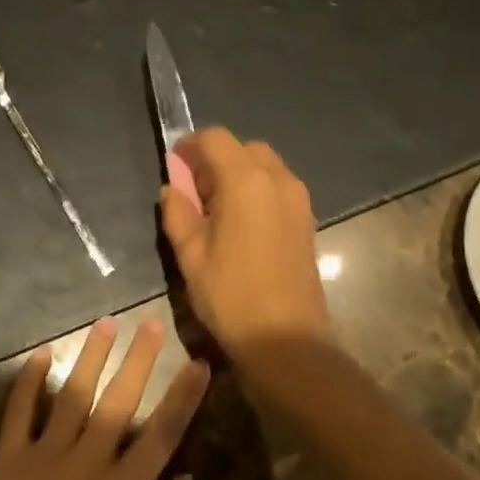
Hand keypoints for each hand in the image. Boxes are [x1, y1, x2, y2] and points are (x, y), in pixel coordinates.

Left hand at [0, 317, 209, 479]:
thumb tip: (189, 478)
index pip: (164, 431)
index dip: (184, 396)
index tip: (199, 363)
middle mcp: (89, 462)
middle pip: (120, 400)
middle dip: (140, 359)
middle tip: (151, 324)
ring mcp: (46, 457)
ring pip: (74, 394)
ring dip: (91, 357)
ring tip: (106, 324)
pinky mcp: (9, 462)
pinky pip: (19, 413)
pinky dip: (28, 382)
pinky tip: (41, 354)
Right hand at [159, 128, 331, 360]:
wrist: (288, 340)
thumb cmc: (232, 296)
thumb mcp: (191, 256)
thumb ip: (178, 214)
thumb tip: (173, 189)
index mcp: (245, 181)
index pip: (215, 138)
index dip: (191, 145)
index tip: (175, 165)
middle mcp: (277, 179)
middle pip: (243, 147)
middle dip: (216, 158)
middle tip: (195, 190)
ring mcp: (298, 198)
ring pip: (264, 164)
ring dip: (238, 172)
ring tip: (217, 208)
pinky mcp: (307, 218)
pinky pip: (278, 185)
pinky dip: (257, 188)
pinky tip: (241, 222)